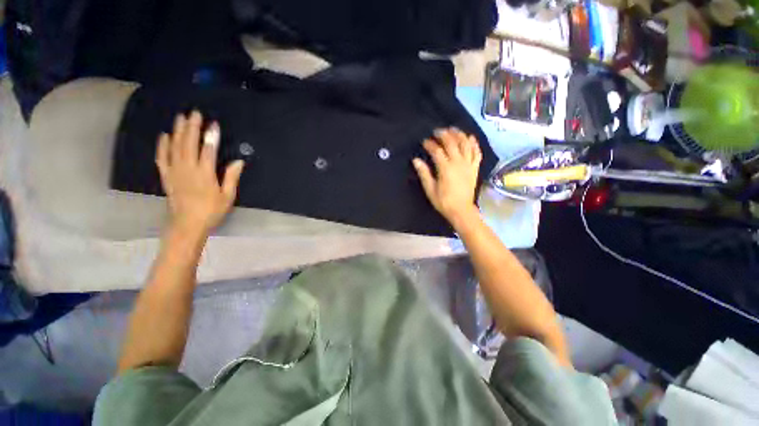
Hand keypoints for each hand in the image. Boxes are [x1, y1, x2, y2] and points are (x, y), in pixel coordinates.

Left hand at [155, 111, 244, 234]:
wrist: (188, 224)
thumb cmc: (211, 211)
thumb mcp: (227, 196)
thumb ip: (231, 177)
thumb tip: (238, 161)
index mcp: (204, 174)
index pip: (207, 150)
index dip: (211, 136)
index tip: (213, 124)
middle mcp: (187, 169)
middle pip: (188, 144)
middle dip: (192, 127)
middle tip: (194, 113)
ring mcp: (174, 172)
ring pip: (174, 147)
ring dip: (178, 131)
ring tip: (180, 118)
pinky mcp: (166, 176)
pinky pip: (162, 158)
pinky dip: (162, 146)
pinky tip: (164, 136)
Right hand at [412, 128, 481, 226]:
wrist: (461, 211)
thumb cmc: (443, 202)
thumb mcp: (430, 189)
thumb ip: (424, 173)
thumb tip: (416, 160)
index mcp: (446, 168)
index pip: (437, 151)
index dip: (430, 144)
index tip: (424, 141)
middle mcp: (458, 163)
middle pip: (452, 143)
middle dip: (444, 135)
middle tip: (437, 131)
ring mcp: (469, 165)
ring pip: (466, 144)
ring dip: (459, 135)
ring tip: (453, 129)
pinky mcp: (475, 168)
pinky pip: (477, 153)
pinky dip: (474, 144)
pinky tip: (470, 137)